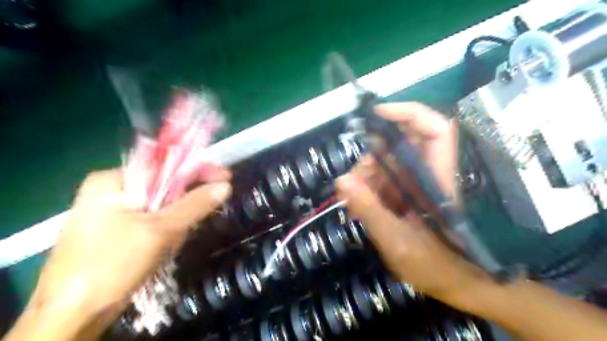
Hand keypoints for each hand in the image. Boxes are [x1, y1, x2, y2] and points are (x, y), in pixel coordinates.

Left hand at [25, 169, 231, 330]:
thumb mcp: (160, 230)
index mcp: (113, 180)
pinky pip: (152, 222)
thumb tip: (225, 186)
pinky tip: (163, 249)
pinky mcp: (117, 232)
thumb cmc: (111, 264)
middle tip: (196, 221)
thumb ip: (195, 204)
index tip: (225, 176)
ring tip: (171, 244)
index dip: (198, 169)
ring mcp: (112, 213)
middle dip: (183, 204)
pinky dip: (165, 232)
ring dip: (174, 223)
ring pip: (161, 207)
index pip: (166, 165)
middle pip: (164, 187)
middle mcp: (111, 191)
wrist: (71, 316)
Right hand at [337, 102, 486, 304]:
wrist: (455, 285)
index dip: (408, 113)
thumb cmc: (436, 266)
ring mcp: (416, 183)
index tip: (376, 115)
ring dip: (367, 174)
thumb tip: (342, 180)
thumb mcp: (397, 241)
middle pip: (402, 143)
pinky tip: (359, 204)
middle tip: (355, 179)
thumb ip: (370, 210)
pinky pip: (384, 179)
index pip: (434, 130)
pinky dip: (368, 187)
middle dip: (374, 154)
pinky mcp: (407, 194)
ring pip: (388, 162)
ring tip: (354, 197)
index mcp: (436, 178)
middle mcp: (427, 174)